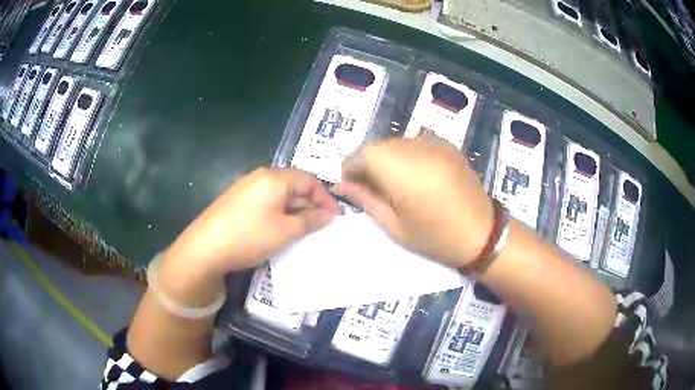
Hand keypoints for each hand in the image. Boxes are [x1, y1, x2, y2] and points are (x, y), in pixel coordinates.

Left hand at [164, 168, 339, 276]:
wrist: (205, 248)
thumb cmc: (249, 236)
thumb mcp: (284, 231)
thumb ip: (309, 221)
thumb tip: (329, 216)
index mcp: (274, 178)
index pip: (309, 180)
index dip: (325, 198)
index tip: (335, 217)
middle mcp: (260, 176)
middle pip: (294, 185)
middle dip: (311, 204)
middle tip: (321, 226)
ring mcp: (247, 187)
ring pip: (280, 194)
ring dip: (296, 209)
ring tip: (304, 230)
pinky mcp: (238, 200)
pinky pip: (267, 201)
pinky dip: (280, 212)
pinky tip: (281, 229)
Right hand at [334, 135, 493, 267]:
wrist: (482, 233)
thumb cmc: (436, 238)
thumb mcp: (395, 226)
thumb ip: (366, 200)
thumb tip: (341, 185)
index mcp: (402, 172)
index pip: (363, 154)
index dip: (351, 167)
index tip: (351, 186)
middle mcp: (417, 149)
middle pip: (379, 145)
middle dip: (368, 163)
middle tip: (370, 188)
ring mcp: (435, 144)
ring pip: (397, 142)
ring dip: (387, 158)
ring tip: (394, 183)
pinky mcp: (448, 146)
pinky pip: (416, 143)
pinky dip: (407, 155)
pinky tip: (415, 175)